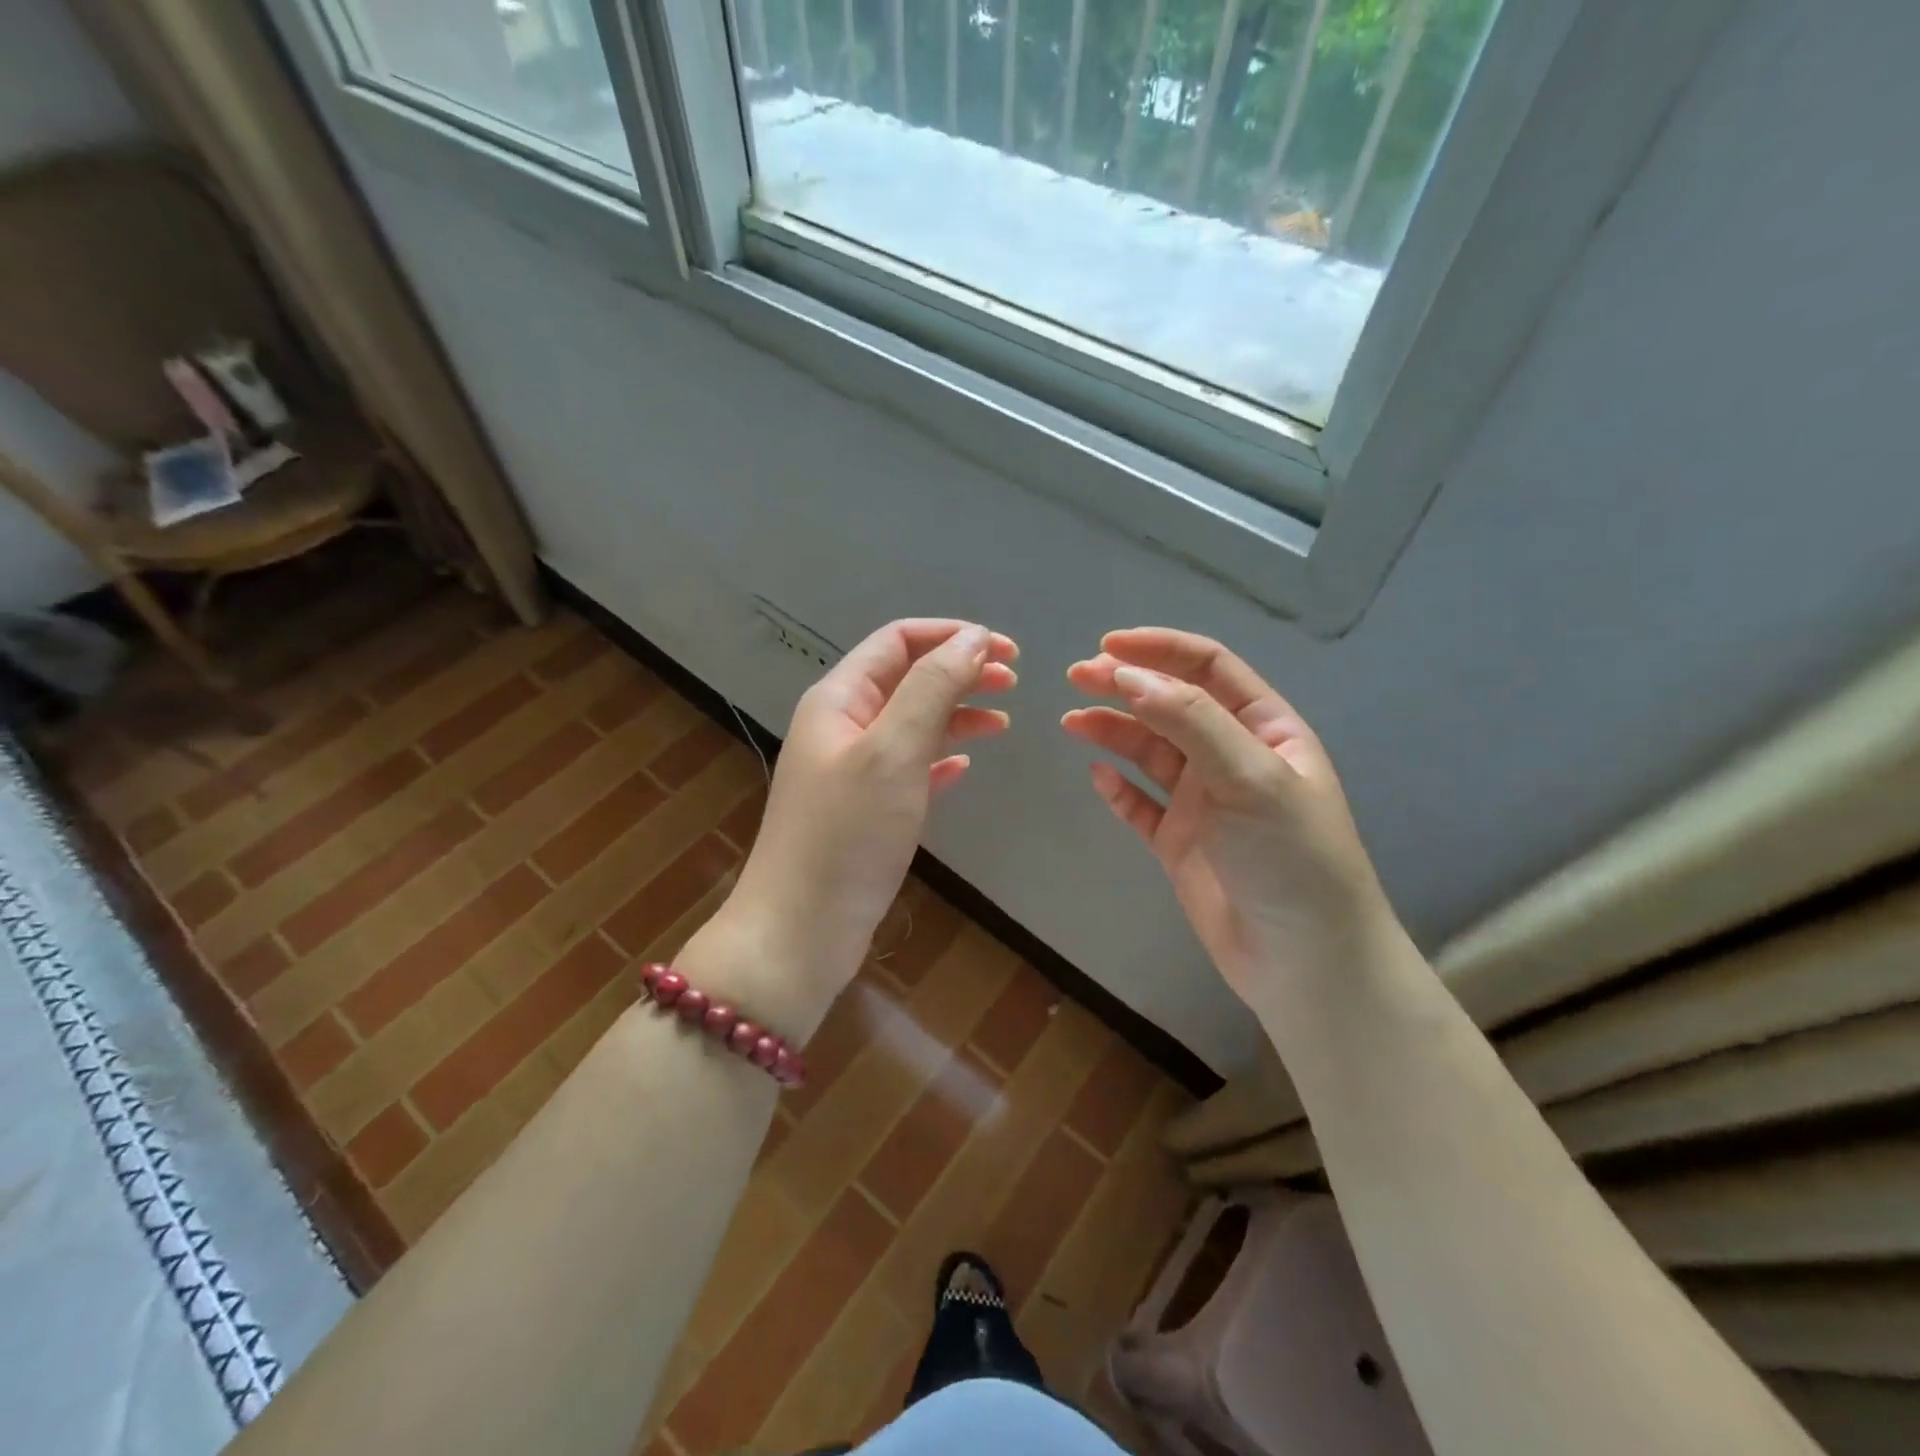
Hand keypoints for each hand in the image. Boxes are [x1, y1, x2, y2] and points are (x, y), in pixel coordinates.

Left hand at [723, 619, 1017, 1035]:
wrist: (801, 930)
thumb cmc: (847, 834)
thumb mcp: (894, 750)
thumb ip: (933, 688)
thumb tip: (973, 638)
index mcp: (838, 699)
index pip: (897, 641)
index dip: (951, 635)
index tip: (1005, 650)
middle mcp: (842, 726)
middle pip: (908, 679)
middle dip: (959, 671)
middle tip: (1014, 681)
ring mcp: (853, 770)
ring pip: (912, 723)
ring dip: (956, 713)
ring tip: (1003, 720)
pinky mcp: (866, 810)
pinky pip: (910, 768)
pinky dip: (940, 758)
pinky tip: (965, 767)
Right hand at [1063, 628, 1390, 1005]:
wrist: (1304, 963)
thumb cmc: (1291, 858)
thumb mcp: (1251, 777)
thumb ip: (1191, 721)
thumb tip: (1127, 675)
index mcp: (1265, 729)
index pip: (1209, 669)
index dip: (1159, 650)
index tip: (1107, 646)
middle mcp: (1232, 757)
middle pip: (1171, 705)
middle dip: (1126, 685)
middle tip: (1075, 677)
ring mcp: (1205, 801)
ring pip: (1150, 752)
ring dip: (1113, 731)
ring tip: (1072, 721)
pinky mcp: (1180, 842)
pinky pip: (1141, 805)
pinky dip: (1119, 788)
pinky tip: (1098, 776)